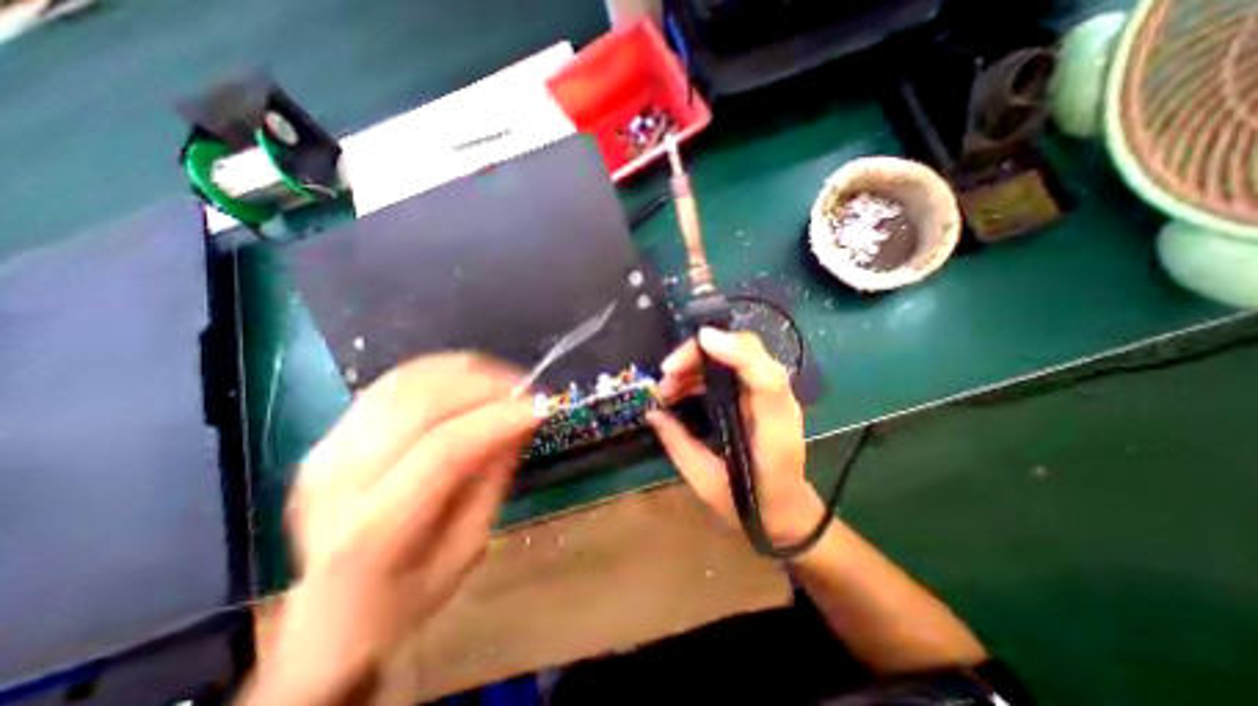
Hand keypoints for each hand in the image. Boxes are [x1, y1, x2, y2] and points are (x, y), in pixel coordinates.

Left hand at [250, 357, 535, 702]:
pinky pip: (393, 381)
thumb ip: (492, 478)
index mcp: (370, 532)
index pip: (443, 451)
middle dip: (486, 386)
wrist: (329, 612)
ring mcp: (327, 449)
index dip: (497, 419)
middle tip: (528, 388)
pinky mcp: (332, 432)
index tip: (541, 406)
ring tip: (506, 380)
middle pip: (421, 406)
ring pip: (407, 383)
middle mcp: (337, 481)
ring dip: (467, 372)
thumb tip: (520, 420)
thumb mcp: (468, 546)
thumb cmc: (408, 594)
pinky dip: (440, 370)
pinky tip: (471, 376)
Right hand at [648, 328, 826, 547]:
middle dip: (701, 353)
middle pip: (747, 352)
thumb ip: (679, 445)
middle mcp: (777, 402)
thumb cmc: (753, 505)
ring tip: (666, 387)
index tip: (701, 340)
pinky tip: (680, 389)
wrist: (788, 511)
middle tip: (666, 373)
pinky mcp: (759, 395)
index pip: (766, 377)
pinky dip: (703, 372)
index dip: (736, 351)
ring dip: (697, 363)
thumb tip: (653, 412)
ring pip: (736, 356)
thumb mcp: (708, 482)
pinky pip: (731, 369)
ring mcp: (770, 395)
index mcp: (774, 429)